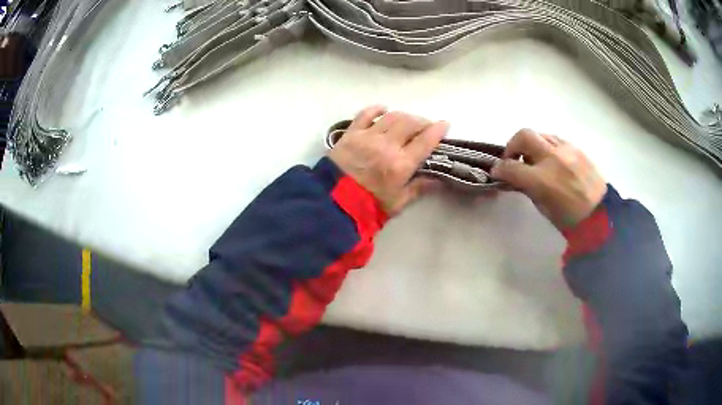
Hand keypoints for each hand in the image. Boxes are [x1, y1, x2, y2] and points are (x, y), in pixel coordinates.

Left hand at [328, 105, 448, 215]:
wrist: (333, 203)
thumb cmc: (369, 206)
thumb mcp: (398, 202)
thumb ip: (419, 188)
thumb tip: (438, 179)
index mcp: (401, 164)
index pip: (425, 140)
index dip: (438, 130)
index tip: (445, 124)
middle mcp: (387, 145)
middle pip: (410, 123)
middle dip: (422, 121)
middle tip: (426, 126)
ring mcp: (368, 136)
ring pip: (392, 116)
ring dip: (404, 116)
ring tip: (408, 121)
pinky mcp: (351, 133)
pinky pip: (366, 114)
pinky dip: (377, 109)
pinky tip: (383, 110)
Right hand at [491, 129, 606, 229]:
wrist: (601, 213)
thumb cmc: (570, 218)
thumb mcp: (544, 208)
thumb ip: (528, 188)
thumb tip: (517, 177)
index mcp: (542, 180)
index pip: (511, 166)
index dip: (499, 168)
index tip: (497, 171)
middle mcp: (552, 158)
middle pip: (523, 136)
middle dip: (512, 145)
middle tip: (513, 158)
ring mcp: (566, 149)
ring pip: (540, 134)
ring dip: (531, 144)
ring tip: (534, 158)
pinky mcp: (576, 147)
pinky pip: (555, 139)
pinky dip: (547, 145)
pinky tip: (551, 158)